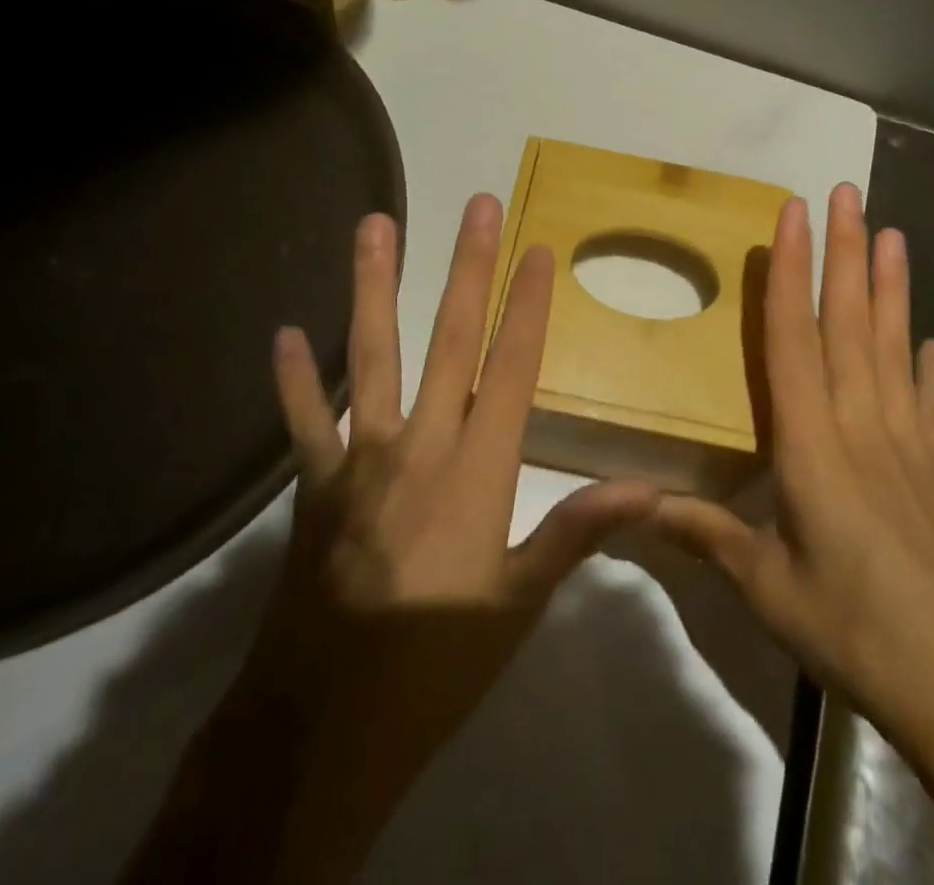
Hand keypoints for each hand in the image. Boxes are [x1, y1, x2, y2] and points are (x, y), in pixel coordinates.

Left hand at [251, 196, 657, 880]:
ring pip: (369, 356)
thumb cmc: (438, 662)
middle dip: (467, 267)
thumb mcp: (519, 604)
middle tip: (477, 206)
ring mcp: (360, 458)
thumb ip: (576, 534)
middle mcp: (420, 444)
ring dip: (372, 286)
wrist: (326, 728)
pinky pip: (303, 422)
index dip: (528, 305)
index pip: (512, 367)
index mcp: (478, 470)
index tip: (538, 249)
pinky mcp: (315, 483)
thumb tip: (650, 492)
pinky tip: (283, 334)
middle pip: (448, 339)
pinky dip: (292, 380)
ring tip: (374, 226)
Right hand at [652, 185, 933, 884]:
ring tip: (895, 234)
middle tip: (849, 193)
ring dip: (891, 289)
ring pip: (895, 348)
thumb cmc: (856, 631)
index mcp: (814, 445)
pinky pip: (933, 405)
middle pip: (850, 325)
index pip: (794, 340)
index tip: (793, 215)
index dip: (791, 272)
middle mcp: (864, 427)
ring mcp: (912, 446)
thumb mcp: (766, 588)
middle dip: (847, 253)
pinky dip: (931, 369)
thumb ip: (706, 536)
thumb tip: (637, 504)